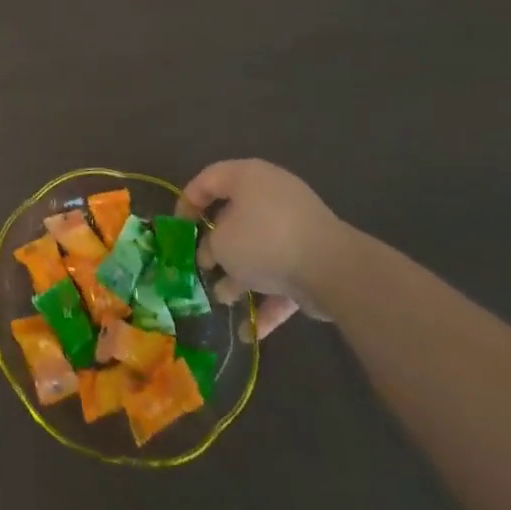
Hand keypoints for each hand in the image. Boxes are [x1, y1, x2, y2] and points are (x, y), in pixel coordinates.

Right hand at [178, 159, 348, 339]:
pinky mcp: (313, 258)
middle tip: (200, 265)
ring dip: (240, 275)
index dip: (187, 202)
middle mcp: (272, 195)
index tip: (176, 229)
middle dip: (216, 246)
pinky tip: (249, 332)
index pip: (208, 180)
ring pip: (259, 248)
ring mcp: (296, 227)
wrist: (334, 270)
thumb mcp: (221, 243)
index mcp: (248, 177)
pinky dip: (267, 299)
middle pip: (234, 217)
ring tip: (222, 301)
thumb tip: (212, 254)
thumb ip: (208, 246)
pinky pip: (282, 274)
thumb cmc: (264, 241)